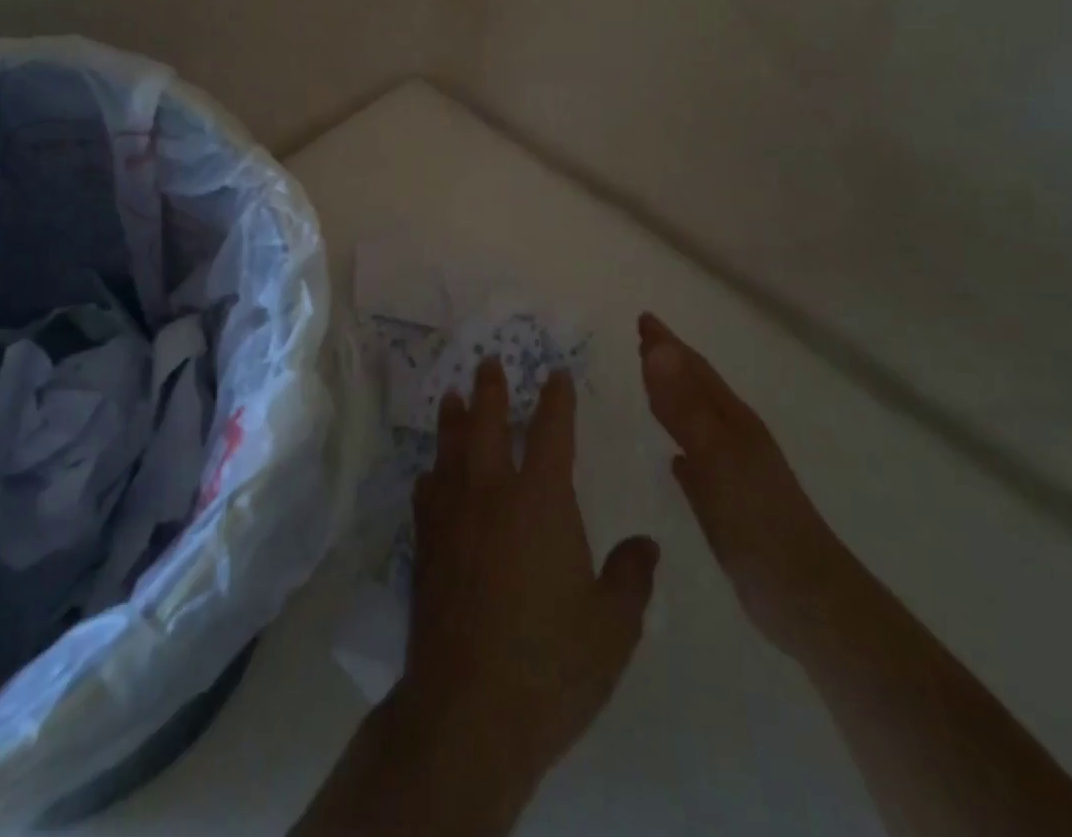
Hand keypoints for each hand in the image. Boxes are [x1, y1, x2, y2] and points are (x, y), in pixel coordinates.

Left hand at [403, 357, 660, 795]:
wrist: (469, 710)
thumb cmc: (550, 664)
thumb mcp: (612, 628)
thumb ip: (631, 577)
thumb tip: (646, 544)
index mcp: (541, 501)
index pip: (551, 432)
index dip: (556, 399)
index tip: (556, 374)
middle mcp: (492, 494)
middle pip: (489, 425)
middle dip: (491, 390)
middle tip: (488, 361)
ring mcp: (452, 517)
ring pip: (451, 450)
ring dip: (454, 420)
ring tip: (453, 397)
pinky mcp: (425, 546)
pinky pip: (426, 492)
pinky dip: (432, 474)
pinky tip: (430, 474)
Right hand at [637, 312, 853, 653]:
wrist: (806, 598)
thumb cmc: (759, 521)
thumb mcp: (717, 456)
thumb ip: (684, 406)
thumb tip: (657, 348)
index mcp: (733, 422)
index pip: (693, 370)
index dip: (667, 344)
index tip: (643, 319)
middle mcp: (734, 439)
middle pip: (696, 390)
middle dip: (669, 363)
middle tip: (641, 339)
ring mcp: (734, 473)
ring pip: (696, 422)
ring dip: (673, 399)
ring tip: (649, 384)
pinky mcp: (729, 506)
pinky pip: (697, 463)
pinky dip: (683, 448)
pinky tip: (675, 459)